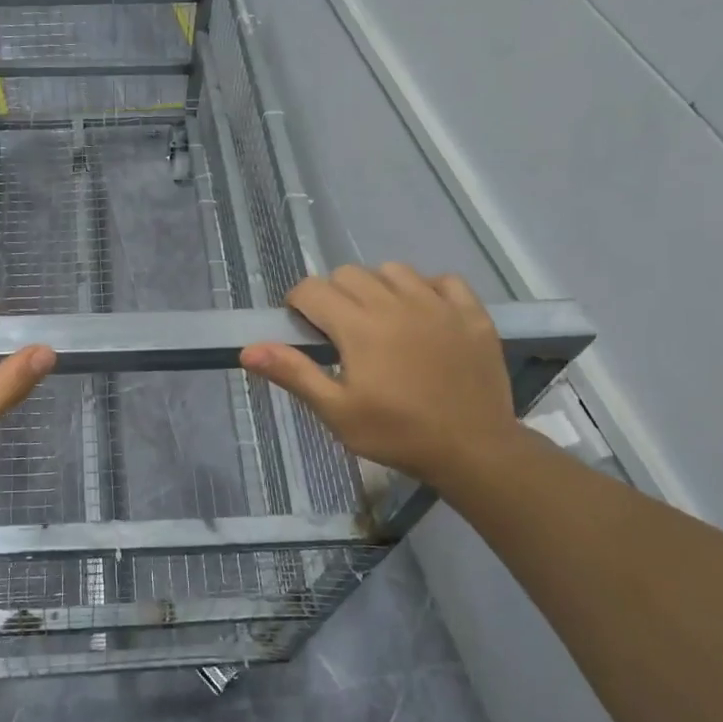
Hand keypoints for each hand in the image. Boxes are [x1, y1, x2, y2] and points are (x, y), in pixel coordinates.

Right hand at [240, 264, 520, 487]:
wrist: (474, 451)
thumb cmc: (397, 434)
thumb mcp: (336, 411)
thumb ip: (293, 373)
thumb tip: (248, 349)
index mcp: (358, 326)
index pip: (312, 289)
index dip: (298, 304)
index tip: (302, 328)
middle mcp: (395, 302)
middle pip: (348, 274)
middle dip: (333, 295)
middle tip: (339, 332)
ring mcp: (437, 304)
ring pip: (393, 270)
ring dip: (377, 287)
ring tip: (380, 320)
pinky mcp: (471, 313)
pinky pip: (443, 280)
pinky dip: (427, 289)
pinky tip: (424, 315)